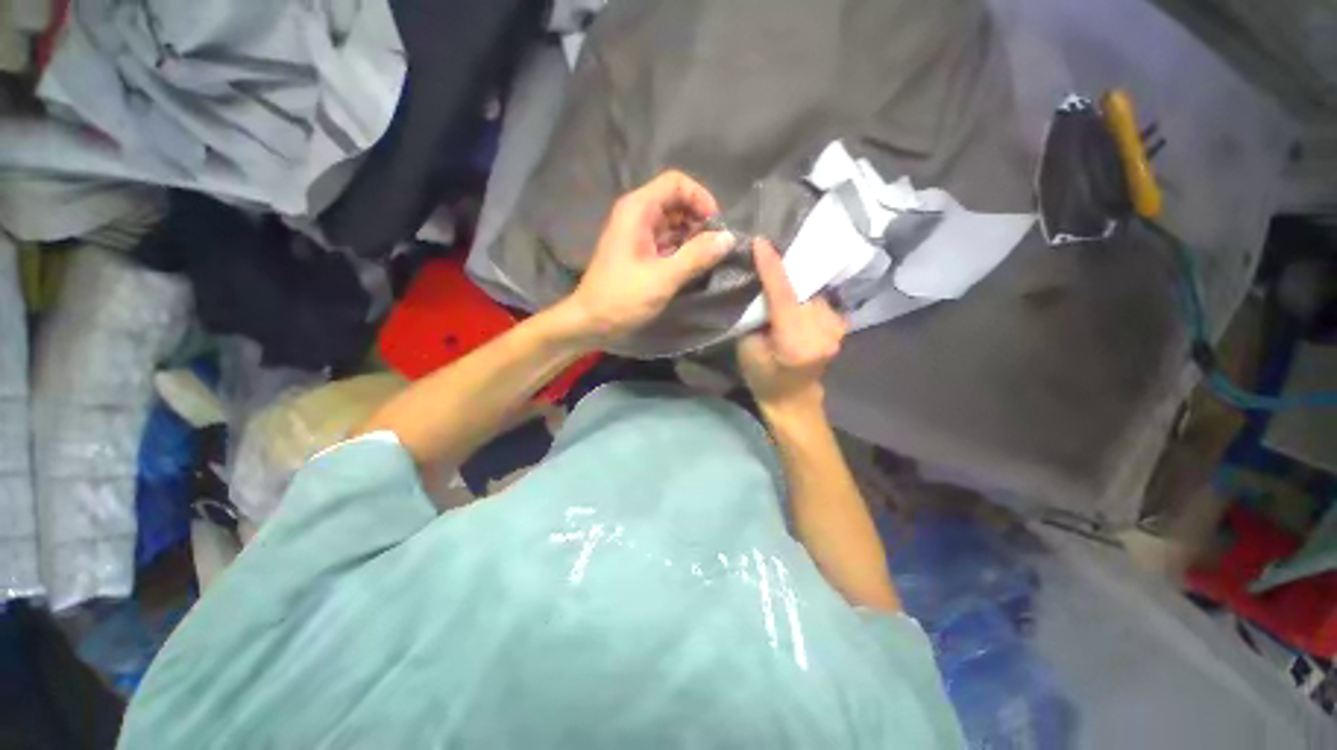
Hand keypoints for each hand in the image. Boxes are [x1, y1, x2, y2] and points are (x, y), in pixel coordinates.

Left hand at [562, 171, 732, 344]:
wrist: (590, 321)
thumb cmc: (623, 298)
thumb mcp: (663, 277)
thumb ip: (697, 256)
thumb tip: (729, 238)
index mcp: (637, 209)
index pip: (676, 182)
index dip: (700, 198)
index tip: (716, 225)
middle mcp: (636, 214)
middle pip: (675, 201)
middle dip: (698, 219)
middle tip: (714, 245)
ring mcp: (636, 233)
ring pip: (672, 222)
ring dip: (691, 235)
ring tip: (706, 257)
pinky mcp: (638, 251)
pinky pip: (665, 239)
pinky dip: (681, 248)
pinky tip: (692, 265)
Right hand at [737, 239, 846, 413]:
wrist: (793, 399)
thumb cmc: (763, 378)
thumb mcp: (747, 349)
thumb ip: (754, 316)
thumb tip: (757, 285)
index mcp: (796, 342)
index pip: (784, 295)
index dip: (772, 267)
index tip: (761, 242)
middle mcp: (823, 332)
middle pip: (802, 289)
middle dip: (784, 270)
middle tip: (765, 254)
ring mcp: (836, 329)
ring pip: (812, 291)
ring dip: (796, 281)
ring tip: (779, 272)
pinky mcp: (841, 325)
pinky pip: (820, 299)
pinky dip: (806, 292)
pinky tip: (796, 291)